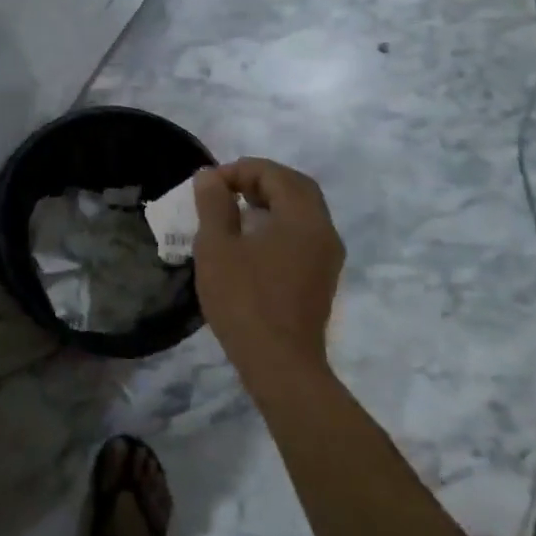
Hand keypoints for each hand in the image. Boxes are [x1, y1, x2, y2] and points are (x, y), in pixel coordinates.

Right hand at [193, 158, 344, 383]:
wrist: (280, 365)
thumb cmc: (245, 300)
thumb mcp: (217, 246)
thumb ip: (214, 203)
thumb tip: (210, 177)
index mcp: (303, 217)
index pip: (274, 173)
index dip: (239, 170)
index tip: (209, 186)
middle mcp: (323, 230)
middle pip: (295, 187)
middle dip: (259, 180)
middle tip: (226, 189)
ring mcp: (327, 256)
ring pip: (301, 210)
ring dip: (270, 201)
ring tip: (234, 210)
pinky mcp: (322, 277)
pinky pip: (303, 233)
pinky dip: (279, 222)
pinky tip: (251, 239)